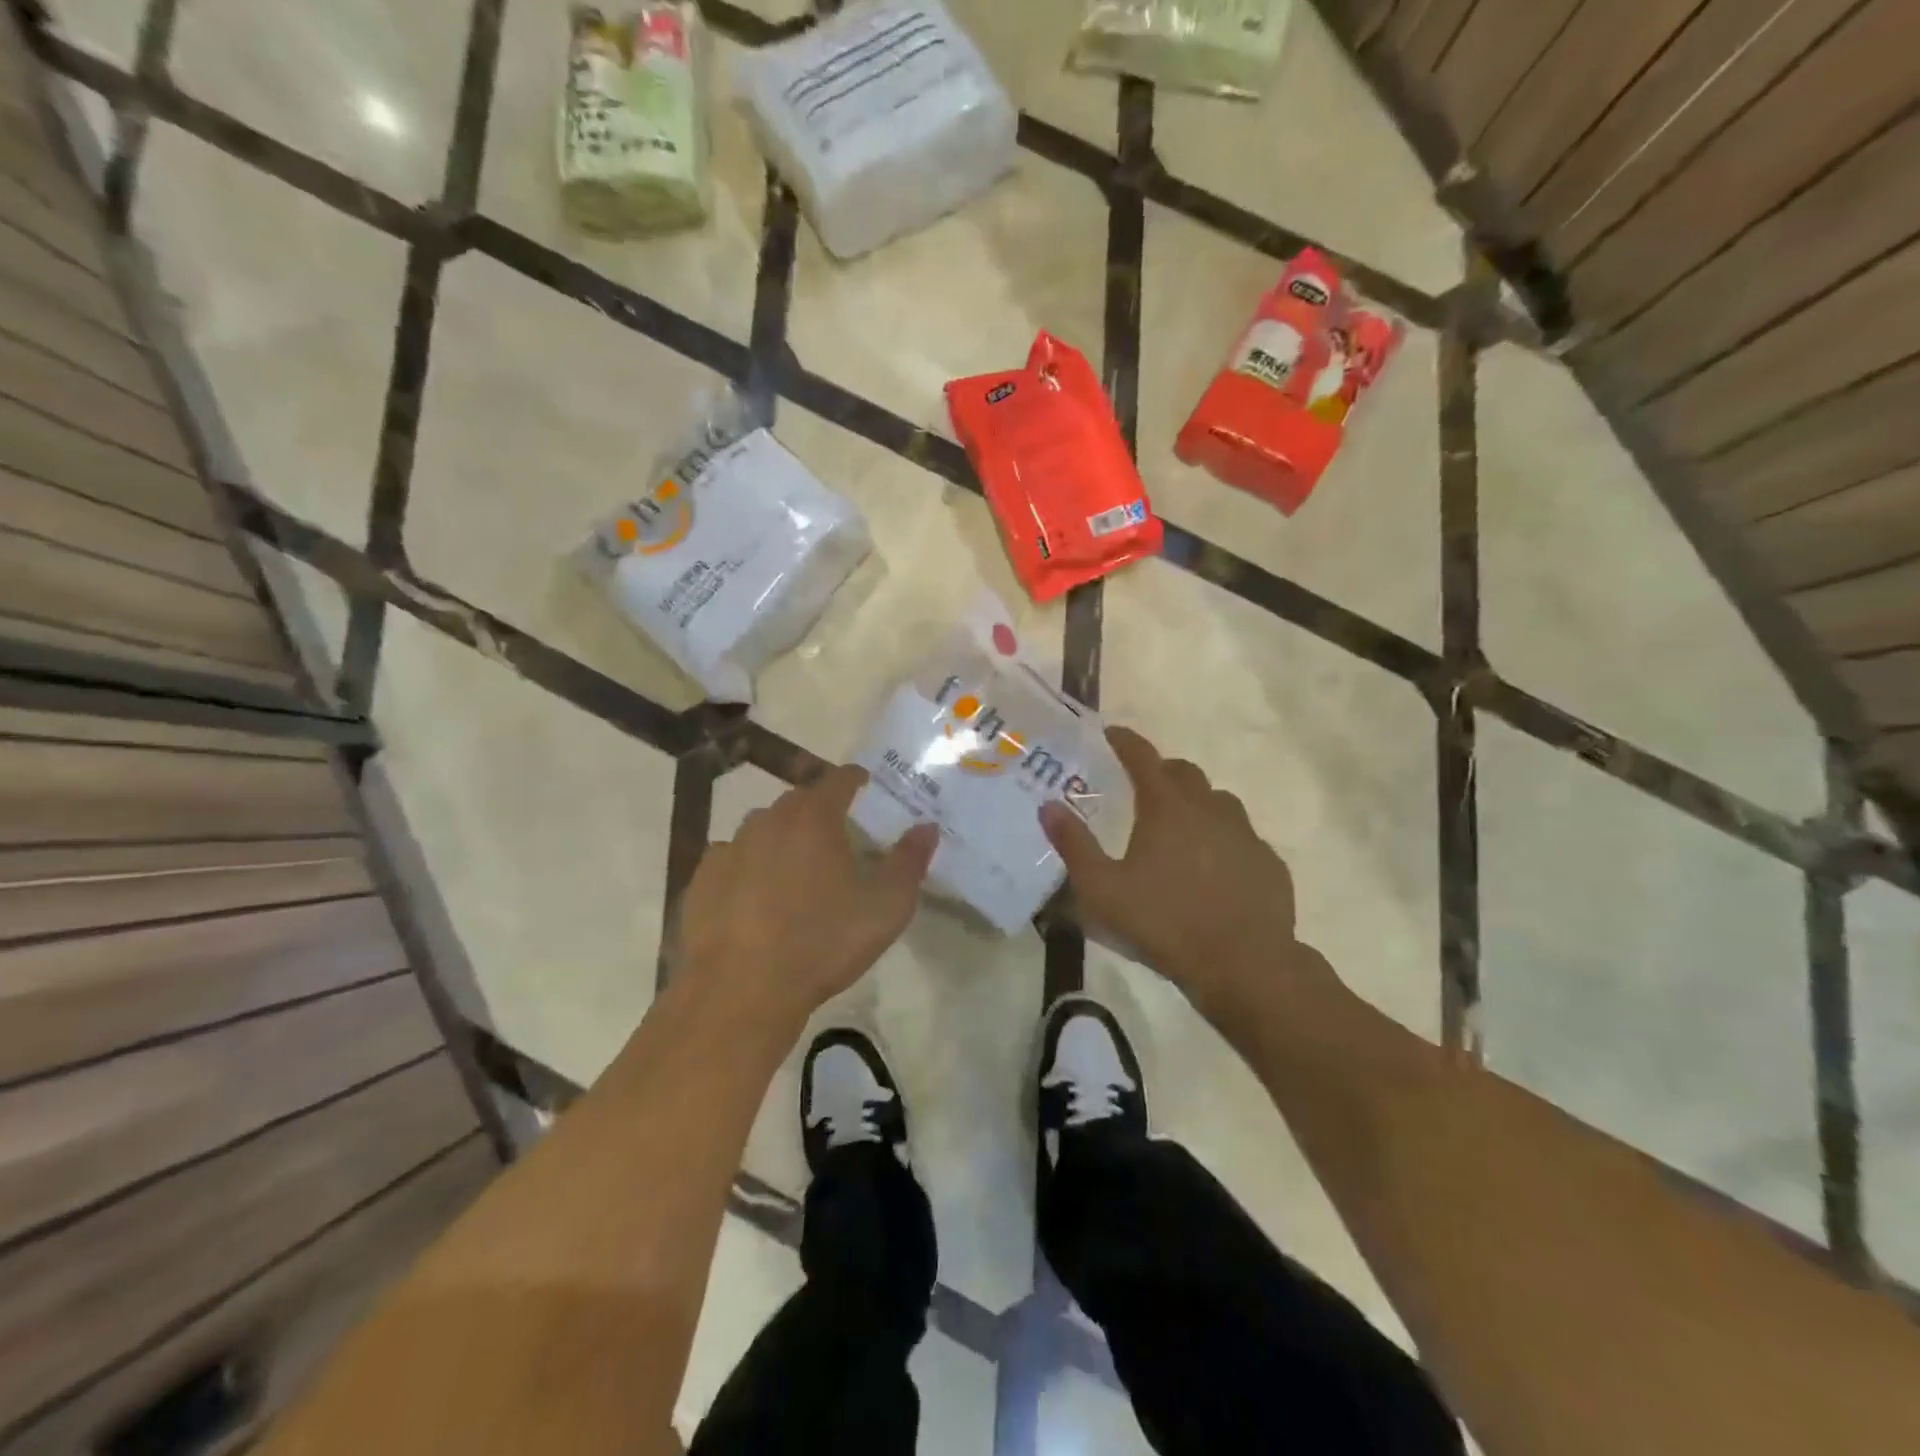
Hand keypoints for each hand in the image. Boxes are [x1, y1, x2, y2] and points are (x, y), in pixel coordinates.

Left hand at [676, 764, 938, 1036]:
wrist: (741, 990)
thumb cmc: (823, 943)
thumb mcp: (886, 907)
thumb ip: (910, 861)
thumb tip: (927, 826)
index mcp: (814, 818)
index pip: (839, 779)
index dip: (856, 780)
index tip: (865, 787)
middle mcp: (768, 820)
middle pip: (799, 802)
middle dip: (819, 811)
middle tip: (837, 837)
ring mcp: (729, 848)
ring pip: (761, 829)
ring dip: (781, 839)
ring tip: (796, 870)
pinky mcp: (702, 880)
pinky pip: (731, 860)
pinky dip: (747, 868)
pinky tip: (755, 897)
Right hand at [1040, 727, 1324, 1015]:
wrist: (1244, 965)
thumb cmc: (1164, 923)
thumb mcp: (1102, 890)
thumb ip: (1073, 845)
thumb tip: (1048, 806)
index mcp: (1167, 808)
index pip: (1143, 757)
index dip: (1124, 741)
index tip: (1111, 734)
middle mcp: (1210, 808)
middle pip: (1184, 773)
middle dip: (1161, 771)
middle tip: (1141, 787)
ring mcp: (1246, 835)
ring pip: (1219, 802)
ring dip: (1196, 803)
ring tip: (1178, 828)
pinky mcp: (1269, 863)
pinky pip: (1243, 838)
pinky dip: (1224, 840)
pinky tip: (1214, 868)